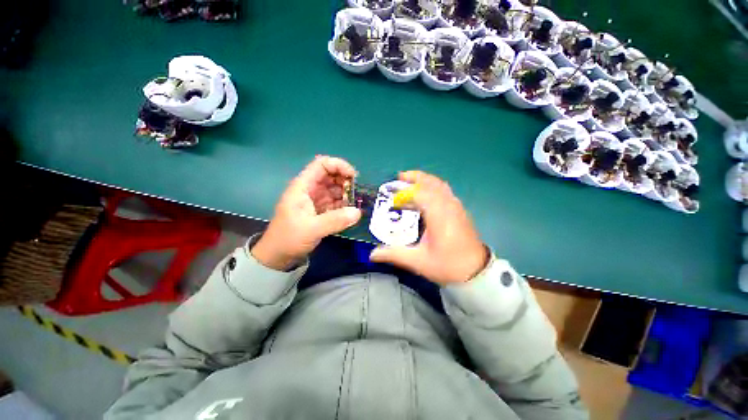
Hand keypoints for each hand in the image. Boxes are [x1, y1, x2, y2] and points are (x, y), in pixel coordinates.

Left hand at [251, 156, 361, 270]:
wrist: (277, 256)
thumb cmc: (288, 238)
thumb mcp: (312, 229)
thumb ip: (335, 220)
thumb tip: (358, 212)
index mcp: (303, 186)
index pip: (321, 164)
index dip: (338, 165)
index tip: (353, 177)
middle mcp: (310, 189)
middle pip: (330, 175)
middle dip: (345, 181)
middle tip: (357, 193)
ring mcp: (315, 200)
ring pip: (334, 189)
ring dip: (346, 194)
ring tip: (356, 204)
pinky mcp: (319, 210)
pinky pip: (335, 202)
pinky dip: (344, 205)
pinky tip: (350, 212)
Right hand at [370, 171, 488, 284]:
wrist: (476, 272)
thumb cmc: (447, 265)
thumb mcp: (418, 262)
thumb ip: (394, 254)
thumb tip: (372, 254)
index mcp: (438, 215)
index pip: (420, 194)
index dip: (404, 193)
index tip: (392, 200)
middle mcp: (448, 206)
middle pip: (432, 183)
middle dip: (415, 177)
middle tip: (400, 177)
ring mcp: (456, 207)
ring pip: (440, 185)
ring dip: (425, 181)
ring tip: (410, 184)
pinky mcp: (459, 210)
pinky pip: (445, 191)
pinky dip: (433, 187)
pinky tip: (425, 197)